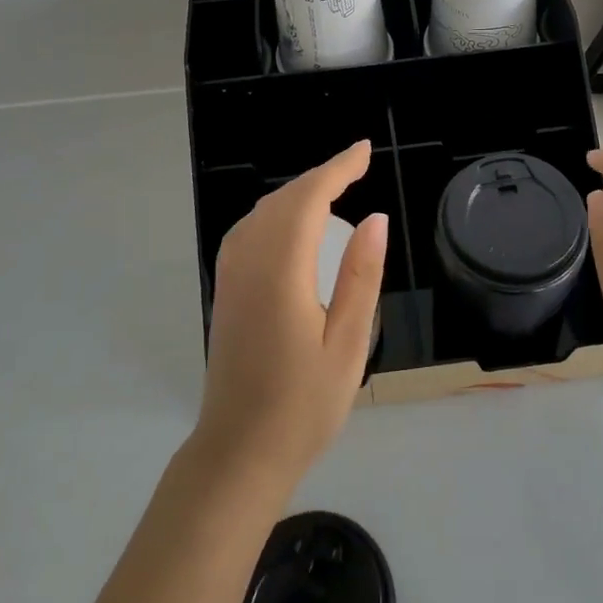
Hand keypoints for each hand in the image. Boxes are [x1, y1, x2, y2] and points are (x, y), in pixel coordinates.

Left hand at [196, 139, 387, 484]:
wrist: (239, 451)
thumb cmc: (303, 405)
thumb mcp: (348, 343)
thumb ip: (361, 276)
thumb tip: (376, 219)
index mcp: (280, 272)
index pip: (308, 199)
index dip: (337, 169)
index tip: (365, 151)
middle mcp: (248, 263)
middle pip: (283, 200)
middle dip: (321, 176)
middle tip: (358, 167)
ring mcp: (230, 276)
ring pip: (262, 212)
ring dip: (297, 192)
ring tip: (335, 189)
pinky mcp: (226, 290)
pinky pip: (249, 231)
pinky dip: (278, 213)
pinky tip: (296, 225)